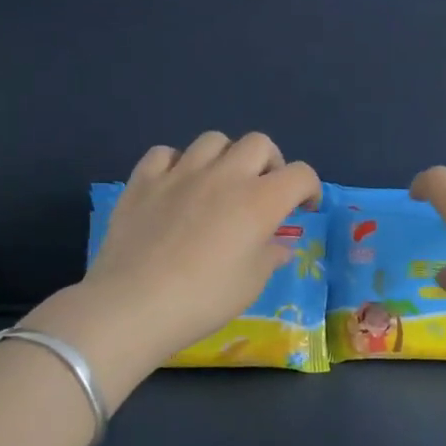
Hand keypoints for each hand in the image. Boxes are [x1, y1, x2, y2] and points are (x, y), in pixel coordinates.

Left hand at [36, 132, 320, 375]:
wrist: (135, 304)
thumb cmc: (205, 299)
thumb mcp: (252, 283)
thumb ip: (270, 256)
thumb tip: (279, 246)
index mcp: (260, 201)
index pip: (301, 174)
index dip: (310, 188)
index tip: (304, 209)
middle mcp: (225, 176)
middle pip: (259, 143)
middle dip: (270, 163)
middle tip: (264, 190)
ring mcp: (181, 173)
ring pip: (213, 140)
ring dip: (226, 157)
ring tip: (220, 183)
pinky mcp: (144, 180)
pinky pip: (165, 153)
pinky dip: (177, 163)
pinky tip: (176, 185)